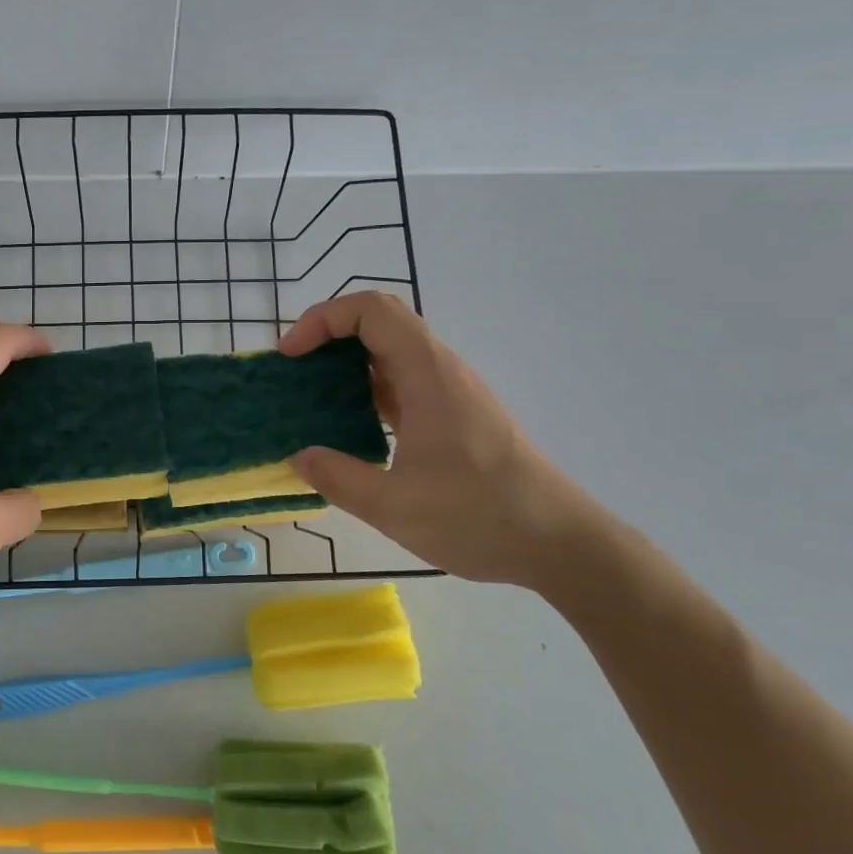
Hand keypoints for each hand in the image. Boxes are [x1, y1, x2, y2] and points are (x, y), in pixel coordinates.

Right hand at [280, 292, 609, 587]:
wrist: (561, 543)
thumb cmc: (480, 518)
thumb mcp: (395, 507)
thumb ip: (339, 479)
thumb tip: (300, 457)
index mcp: (428, 376)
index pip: (371, 311)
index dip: (322, 319)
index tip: (291, 355)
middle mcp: (441, 371)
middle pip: (380, 322)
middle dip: (328, 335)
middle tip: (294, 370)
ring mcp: (450, 392)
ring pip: (391, 351)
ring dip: (346, 362)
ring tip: (311, 396)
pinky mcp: (454, 415)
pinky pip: (402, 381)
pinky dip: (366, 388)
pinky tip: (348, 424)